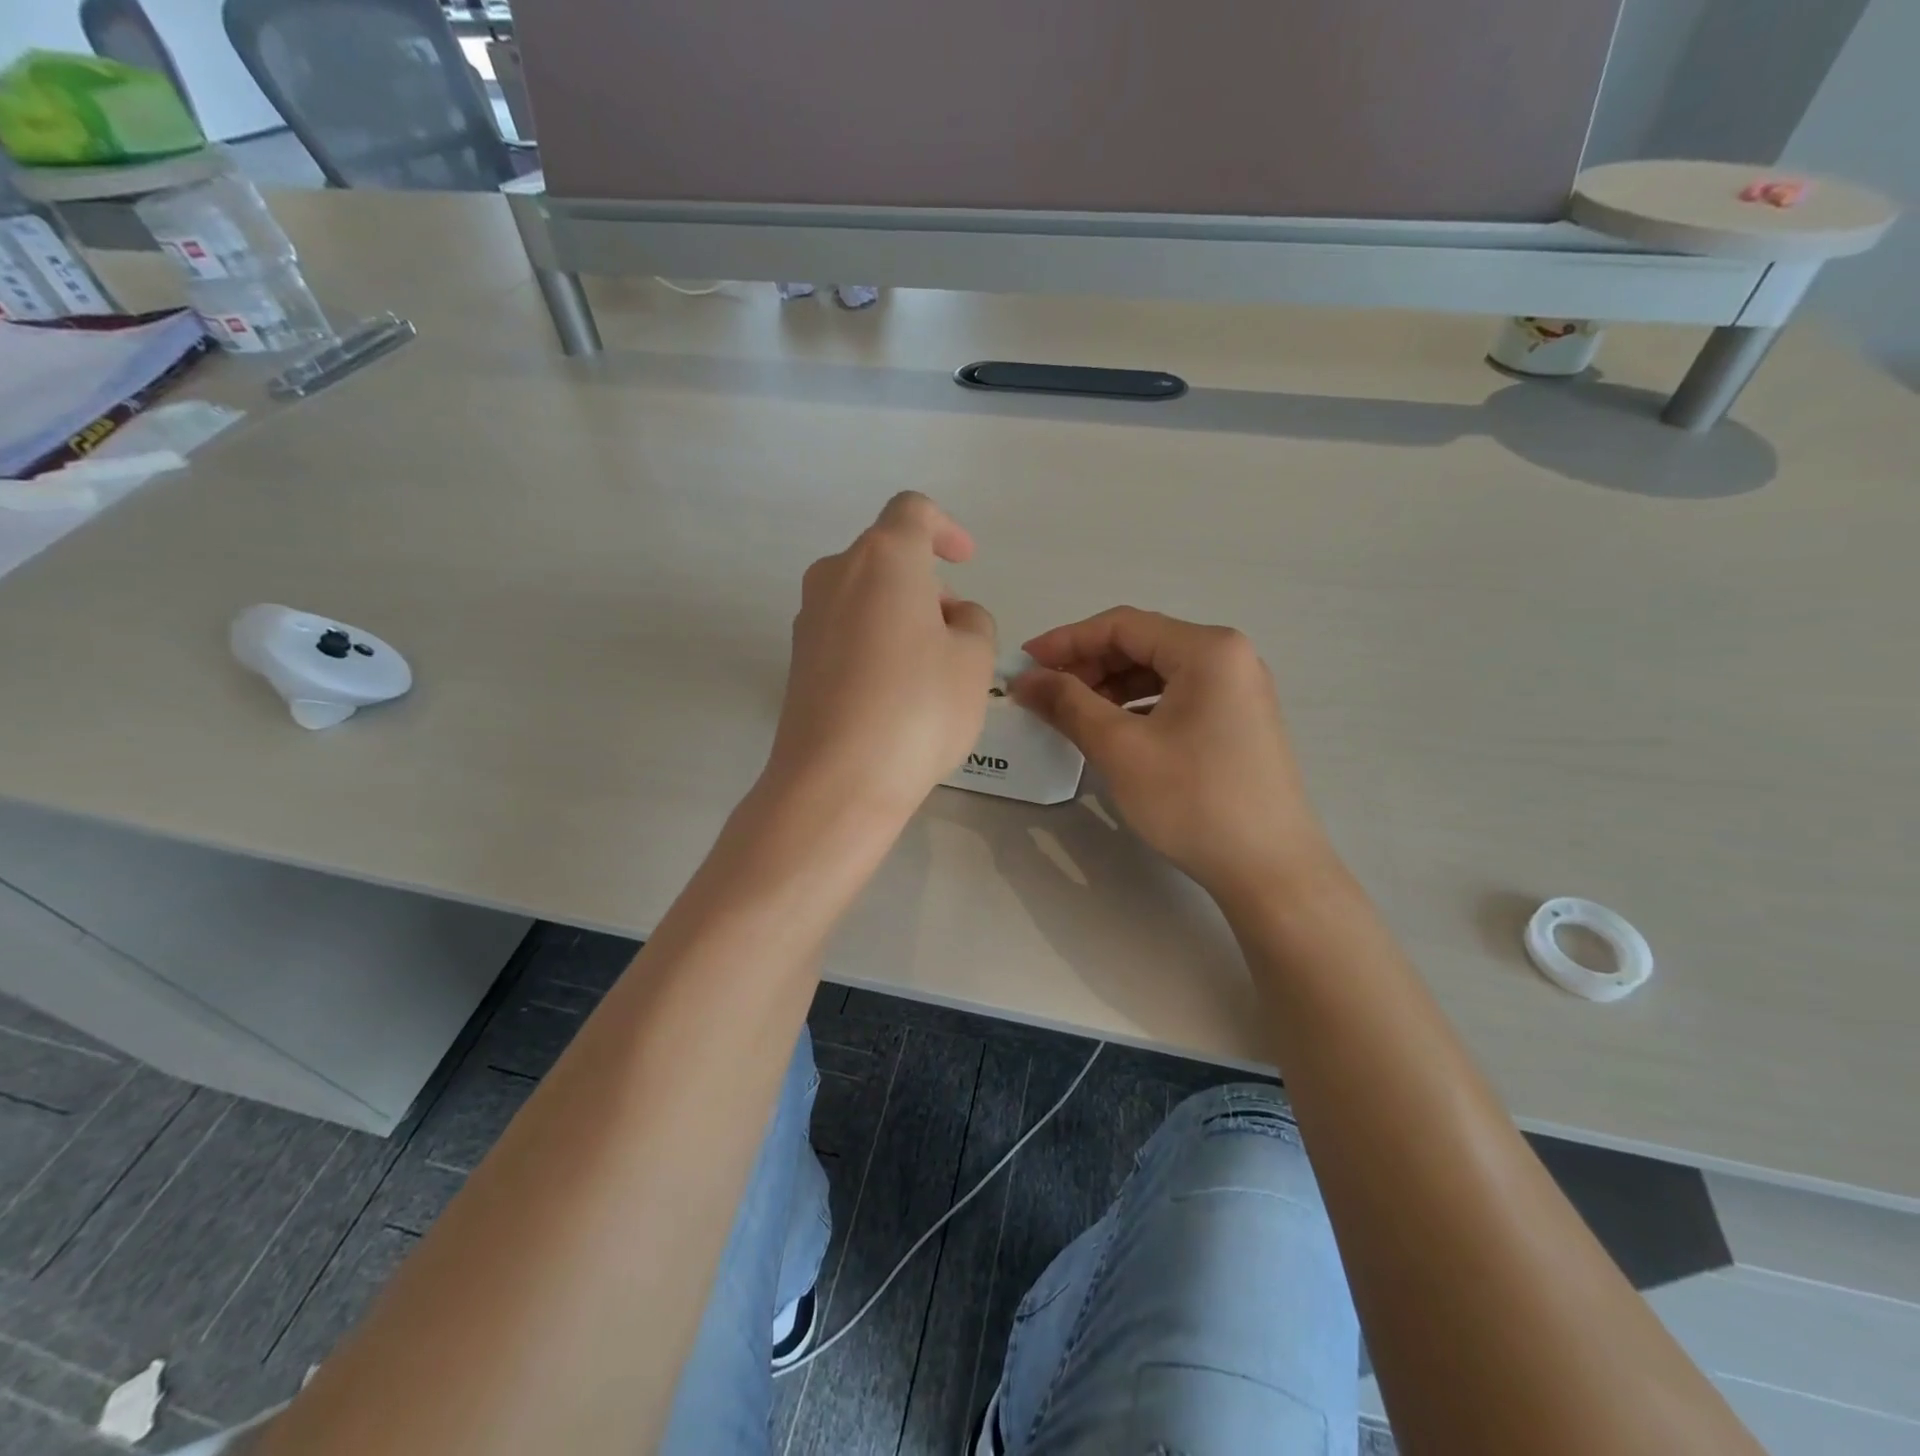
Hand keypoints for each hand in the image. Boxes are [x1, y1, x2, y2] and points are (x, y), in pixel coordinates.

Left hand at [764, 493, 995, 821]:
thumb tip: (950, 618)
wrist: (837, 781)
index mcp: (884, 558)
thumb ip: (973, 622)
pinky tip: (893, 692)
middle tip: (957, 634)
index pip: (913, 511)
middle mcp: (835, 575)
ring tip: (929, 670)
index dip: (945, 529)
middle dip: (927, 583)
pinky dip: (874, 642)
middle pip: (887, 557)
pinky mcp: (797, 659)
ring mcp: (809, 618)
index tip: (965, 561)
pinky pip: (845, 631)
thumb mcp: (974, 661)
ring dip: (900, 614)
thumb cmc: (918, 708)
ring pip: (864, 596)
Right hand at [1014, 607, 1335, 905]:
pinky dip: (1137, 707)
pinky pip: (1177, 697)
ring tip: (1071, 715)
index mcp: (1208, 649)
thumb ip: (1068, 704)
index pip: (1122, 625)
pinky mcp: (1238, 721)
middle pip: (1142, 644)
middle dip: (1087, 665)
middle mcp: (1229, 657)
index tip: (1024, 664)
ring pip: (1158, 672)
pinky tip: (1112, 732)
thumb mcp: (1121, 748)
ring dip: (1109, 687)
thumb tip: (1025, 680)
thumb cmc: (1193, 800)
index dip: (1066, 641)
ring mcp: (1239, 690)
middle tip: (1044, 694)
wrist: (1270, 870)